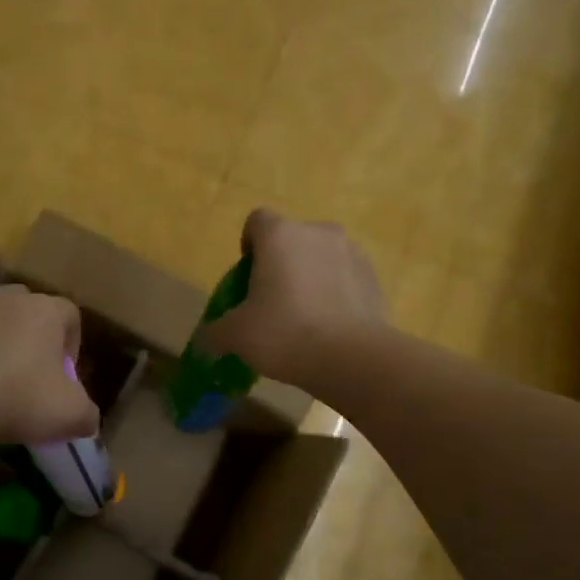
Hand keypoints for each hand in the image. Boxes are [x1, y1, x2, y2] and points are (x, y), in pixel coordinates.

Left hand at [0, 284, 99, 446]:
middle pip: (31, 311)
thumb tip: (87, 420)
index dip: (73, 345)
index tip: (64, 376)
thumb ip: (88, 414)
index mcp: (45, 309)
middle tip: (32, 374)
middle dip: (35, 338)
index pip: (71, 315)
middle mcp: (8, 298)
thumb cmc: (17, 400)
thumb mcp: (70, 415)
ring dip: (0, 342)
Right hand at [199, 210, 388, 383]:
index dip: (248, 245)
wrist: (352, 358)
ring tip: (303, 319)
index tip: (247, 278)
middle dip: (280, 264)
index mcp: (280, 235)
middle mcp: (318, 233)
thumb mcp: (236, 335)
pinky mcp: (374, 278)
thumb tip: (205, 339)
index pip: (257, 221)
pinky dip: (335, 294)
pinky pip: (345, 279)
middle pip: (291, 240)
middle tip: (271, 303)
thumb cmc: (285, 333)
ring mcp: (352, 253)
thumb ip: (215, 331)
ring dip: (310, 277)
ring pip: (321, 258)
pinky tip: (329, 328)